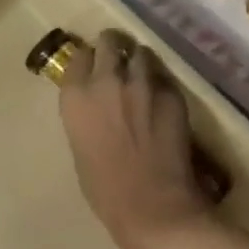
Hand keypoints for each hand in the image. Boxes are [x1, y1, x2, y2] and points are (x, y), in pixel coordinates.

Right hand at [59, 31, 215, 248]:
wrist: (152, 206)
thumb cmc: (105, 190)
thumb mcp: (81, 147)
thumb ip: (86, 116)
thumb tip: (98, 107)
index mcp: (76, 97)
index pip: (79, 57)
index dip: (87, 60)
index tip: (92, 67)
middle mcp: (107, 81)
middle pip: (109, 43)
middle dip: (113, 48)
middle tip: (118, 60)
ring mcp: (142, 84)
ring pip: (141, 53)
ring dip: (139, 61)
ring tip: (142, 76)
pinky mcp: (172, 94)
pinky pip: (163, 78)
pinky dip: (160, 84)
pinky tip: (161, 102)